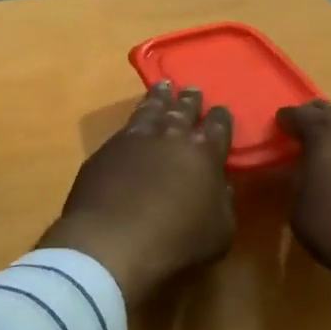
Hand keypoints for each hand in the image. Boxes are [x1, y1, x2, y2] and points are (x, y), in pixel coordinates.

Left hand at [38, 82, 235, 306]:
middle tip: (193, 89)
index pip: (218, 127)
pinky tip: (134, 121)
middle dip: (191, 100)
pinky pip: (126, 126)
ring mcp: (137, 139)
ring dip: (160, 97)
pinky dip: (135, 118)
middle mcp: (172, 137)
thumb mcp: (219, 232)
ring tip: (164, 86)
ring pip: (153, 109)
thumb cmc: (176, 242)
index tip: (221, 109)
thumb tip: (221, 187)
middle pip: (184, 110)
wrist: (112, 242)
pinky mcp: (107, 150)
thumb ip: (223, 204)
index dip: (221, 117)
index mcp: (205, 154)